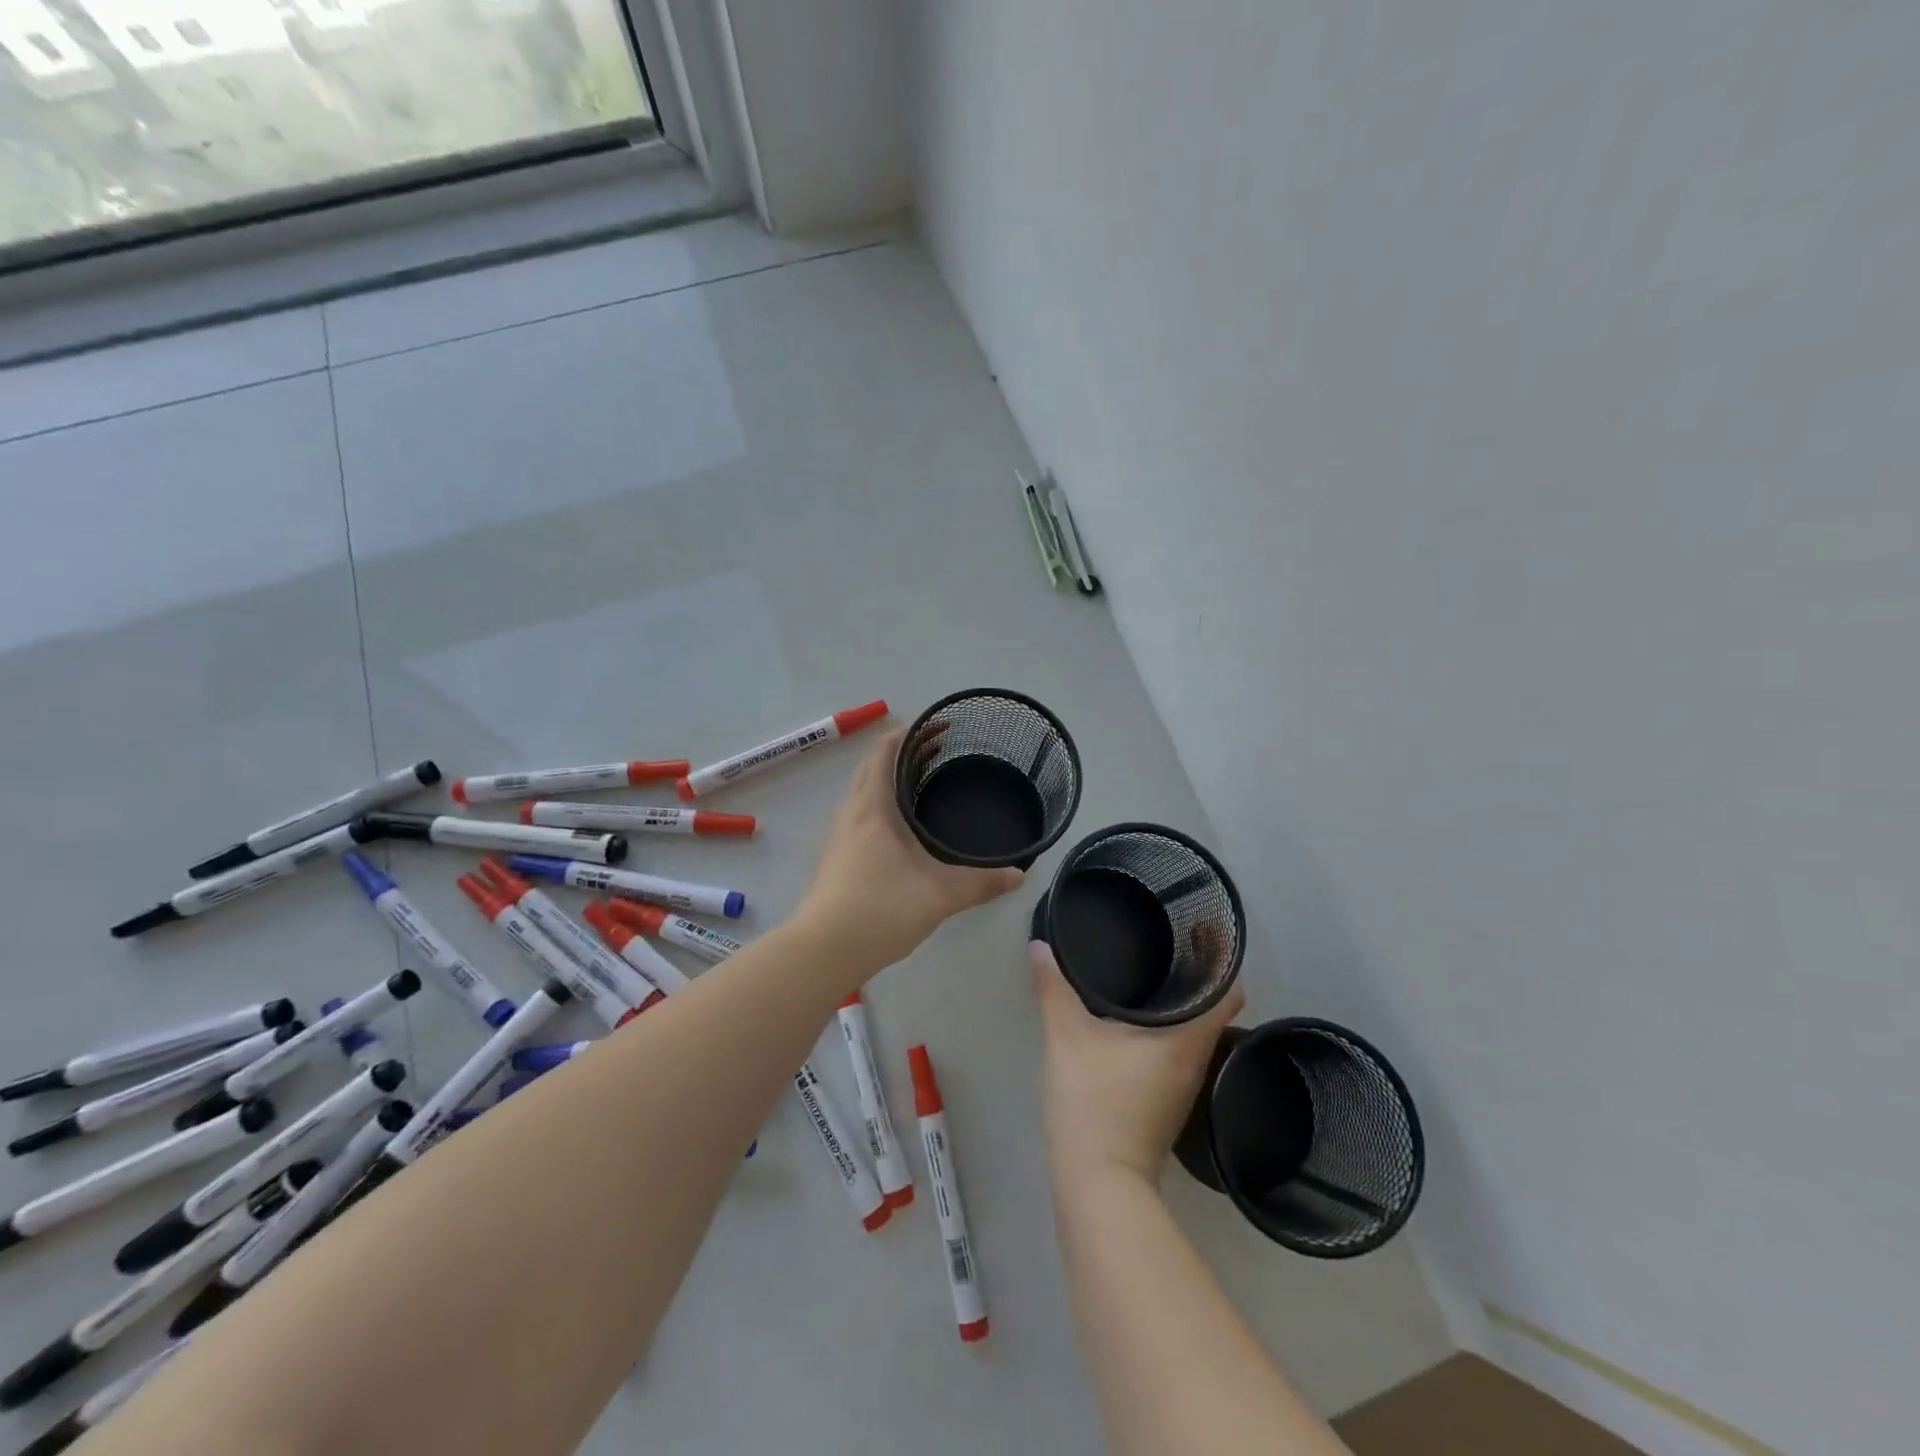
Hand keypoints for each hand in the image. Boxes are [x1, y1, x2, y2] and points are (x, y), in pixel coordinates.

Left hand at [797, 728, 1024, 973]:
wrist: (823, 950)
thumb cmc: (880, 909)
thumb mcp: (940, 894)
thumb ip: (981, 882)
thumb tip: (1019, 875)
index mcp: (873, 807)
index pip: (885, 751)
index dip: (909, 732)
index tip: (938, 725)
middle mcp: (852, 812)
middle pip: (872, 766)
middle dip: (903, 751)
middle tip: (939, 750)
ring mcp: (840, 835)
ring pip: (864, 790)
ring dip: (890, 778)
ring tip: (924, 783)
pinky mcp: (837, 857)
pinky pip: (861, 813)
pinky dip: (882, 803)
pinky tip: (903, 827)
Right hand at [1032, 940, 1244, 1186]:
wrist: (1098, 1185)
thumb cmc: (1094, 1103)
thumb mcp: (1067, 1037)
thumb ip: (1053, 988)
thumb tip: (1039, 945)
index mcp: (1187, 1039)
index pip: (1228, 991)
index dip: (1222, 958)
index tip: (1203, 930)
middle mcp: (1196, 1060)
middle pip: (1213, 1008)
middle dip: (1196, 974)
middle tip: (1168, 938)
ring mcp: (1184, 1086)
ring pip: (1194, 1031)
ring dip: (1181, 1003)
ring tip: (1152, 970)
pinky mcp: (1166, 1102)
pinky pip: (1177, 1050)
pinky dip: (1166, 1028)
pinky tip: (1135, 1019)